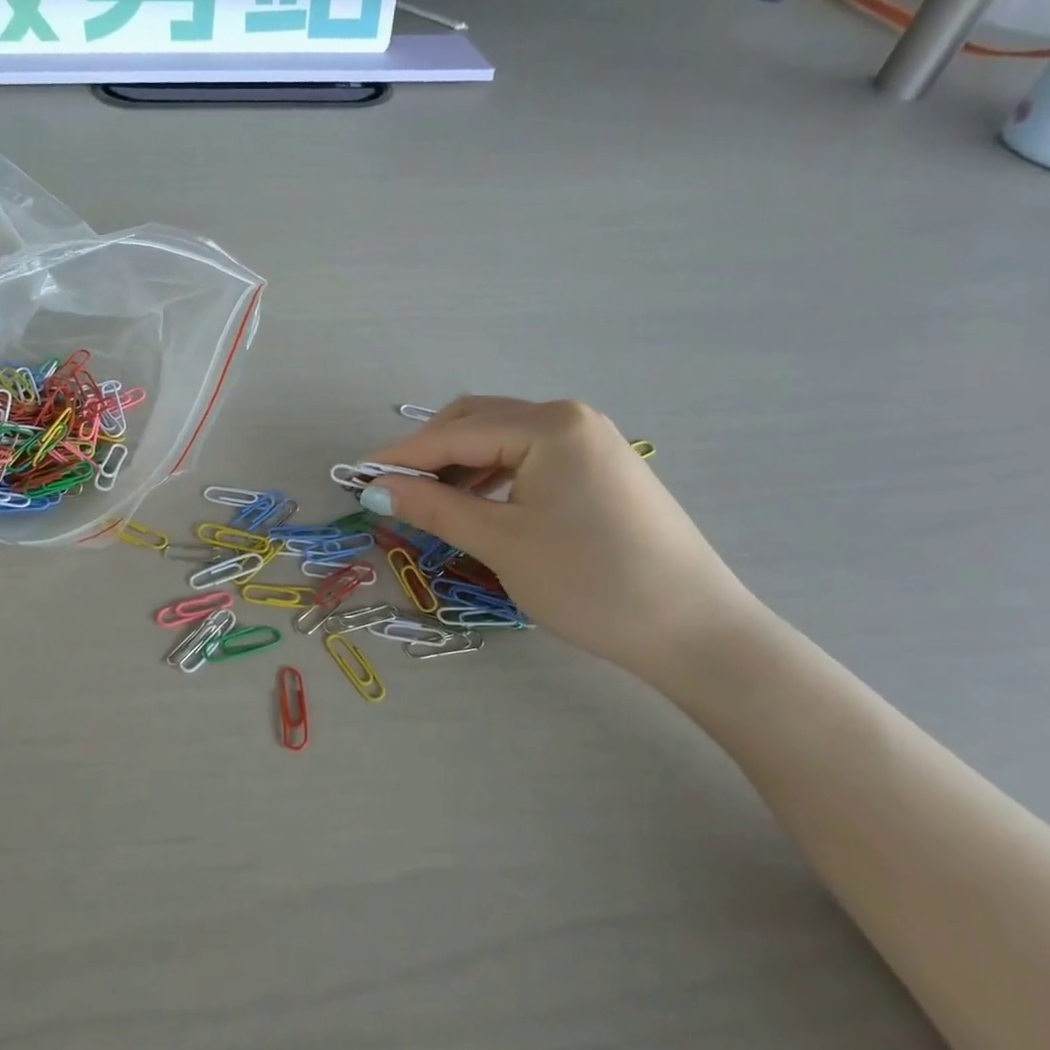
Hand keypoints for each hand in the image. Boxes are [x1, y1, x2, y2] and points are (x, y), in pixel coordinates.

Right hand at [360, 398, 764, 685]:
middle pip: (479, 423)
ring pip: (503, 440)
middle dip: (430, 453)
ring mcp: (591, 441)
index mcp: (549, 424)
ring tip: (427, 500)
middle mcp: (570, 418)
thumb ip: (434, 506)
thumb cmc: (590, 582)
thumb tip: (375, 488)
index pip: (455, 433)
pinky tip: (476, 503)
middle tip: (391, 490)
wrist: (694, 631)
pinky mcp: (600, 469)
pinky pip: (530, 458)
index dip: (401, 456)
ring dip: (460, 464)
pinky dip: (493, 475)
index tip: (355, 477)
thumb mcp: (501, 542)